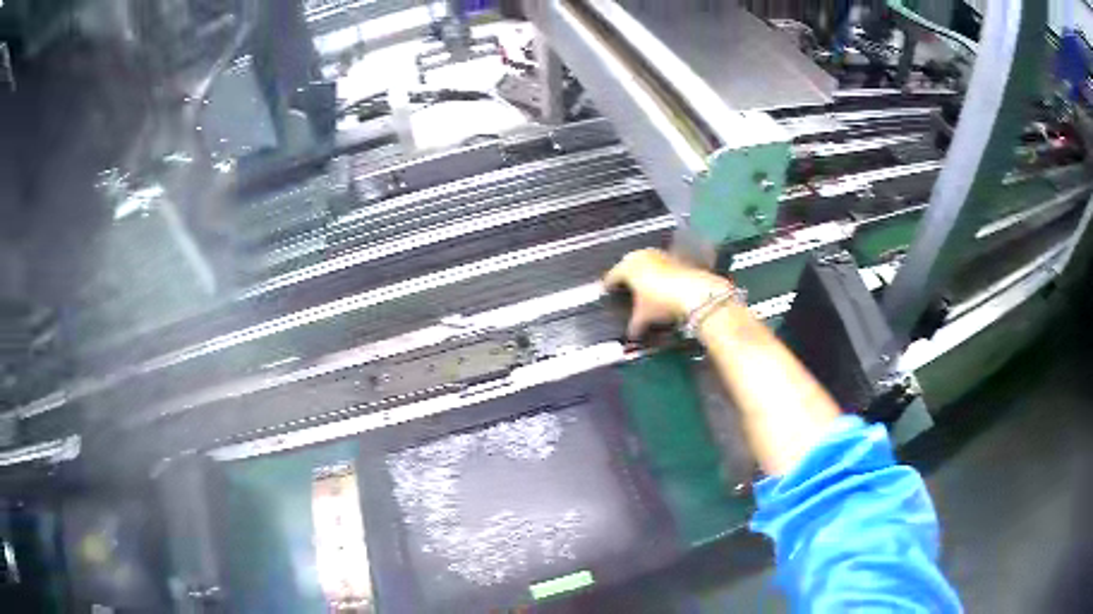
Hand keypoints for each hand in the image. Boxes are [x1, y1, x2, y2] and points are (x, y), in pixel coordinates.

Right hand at [603, 248, 733, 338]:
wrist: (693, 292)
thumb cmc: (661, 301)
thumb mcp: (644, 316)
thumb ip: (634, 324)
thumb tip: (631, 333)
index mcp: (627, 267)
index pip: (611, 276)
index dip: (608, 286)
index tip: (605, 292)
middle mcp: (640, 256)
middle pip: (627, 266)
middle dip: (626, 278)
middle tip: (623, 290)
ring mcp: (658, 254)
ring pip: (645, 263)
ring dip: (643, 274)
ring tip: (643, 288)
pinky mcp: (674, 257)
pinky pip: (660, 265)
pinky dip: (658, 274)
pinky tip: (661, 285)